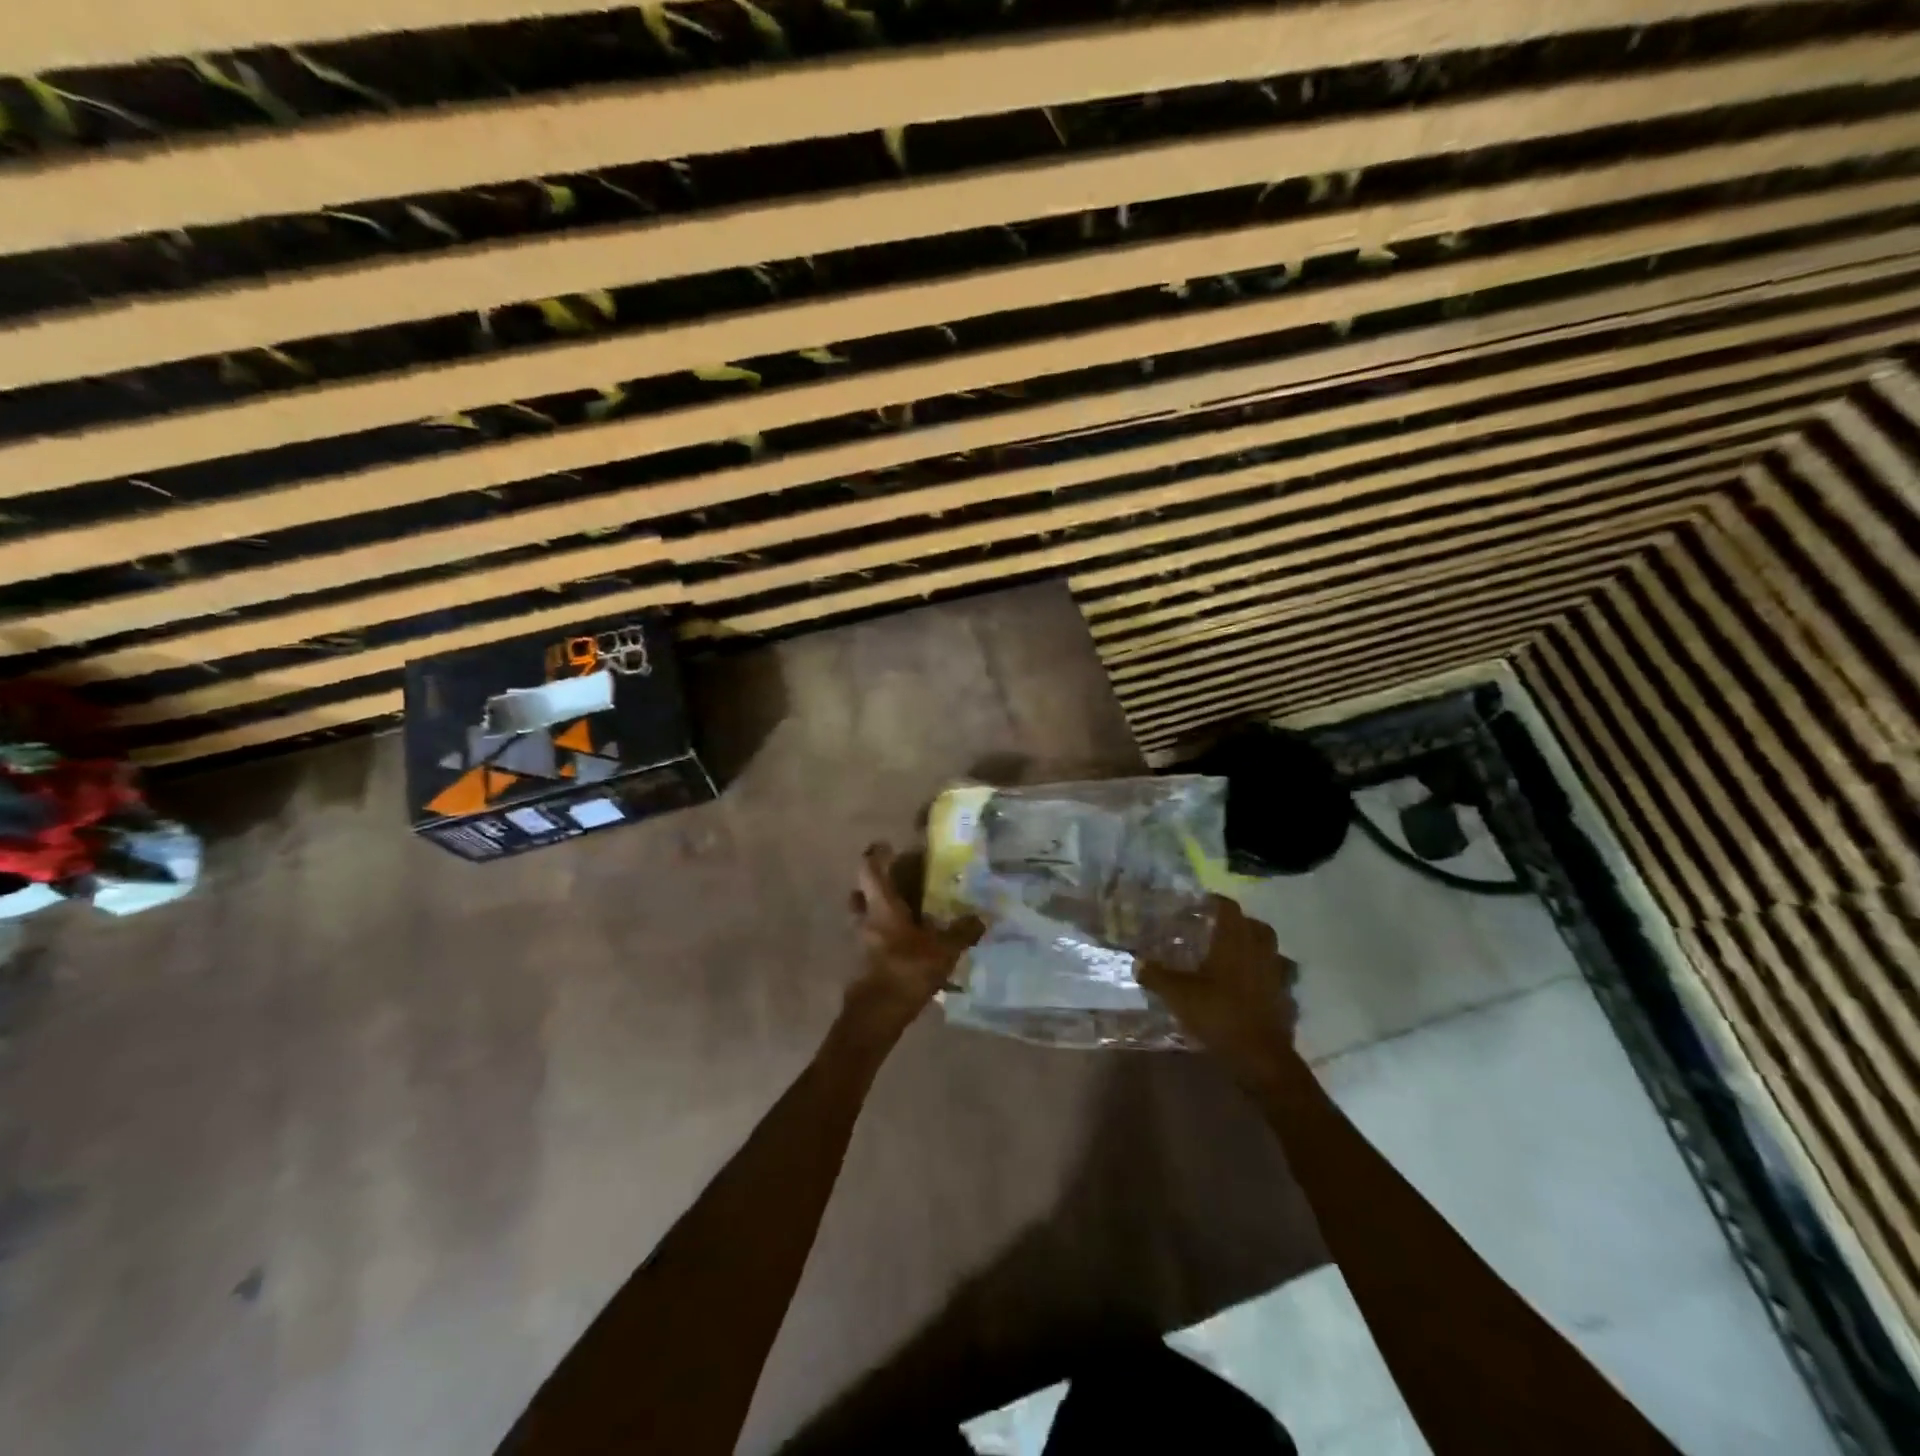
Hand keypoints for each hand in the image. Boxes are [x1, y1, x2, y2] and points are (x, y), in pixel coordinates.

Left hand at [842, 843, 984, 1043]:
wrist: (875, 1017)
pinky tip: (907, 944)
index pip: (869, 869)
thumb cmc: (905, 972)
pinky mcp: (863, 963)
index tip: (888, 846)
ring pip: (865, 917)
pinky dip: (884, 936)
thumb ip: (962, 933)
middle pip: (862, 892)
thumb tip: (982, 918)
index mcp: (882, 906)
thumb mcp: (943, 951)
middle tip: (899, 880)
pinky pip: (872, 940)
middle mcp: (866, 919)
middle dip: (877, 883)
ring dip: (879, 911)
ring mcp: (860, 942)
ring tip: (906, 913)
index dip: (876, 854)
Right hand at [1136, 896, 1299, 1084]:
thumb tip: (1138, 962)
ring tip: (1232, 955)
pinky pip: (1275, 976)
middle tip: (1216, 929)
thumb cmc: (1218, 1015)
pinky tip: (1248, 985)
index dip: (1215, 902)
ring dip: (1253, 947)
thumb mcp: (1178, 995)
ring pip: (1268, 950)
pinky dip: (1263, 975)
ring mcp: (1276, 975)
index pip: (1229, 909)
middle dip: (1238, 923)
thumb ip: (1156, 976)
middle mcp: (1259, 952)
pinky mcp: (1284, 998)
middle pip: (1255, 926)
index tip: (1200, 904)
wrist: (1260, 1057)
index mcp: (1234, 942)